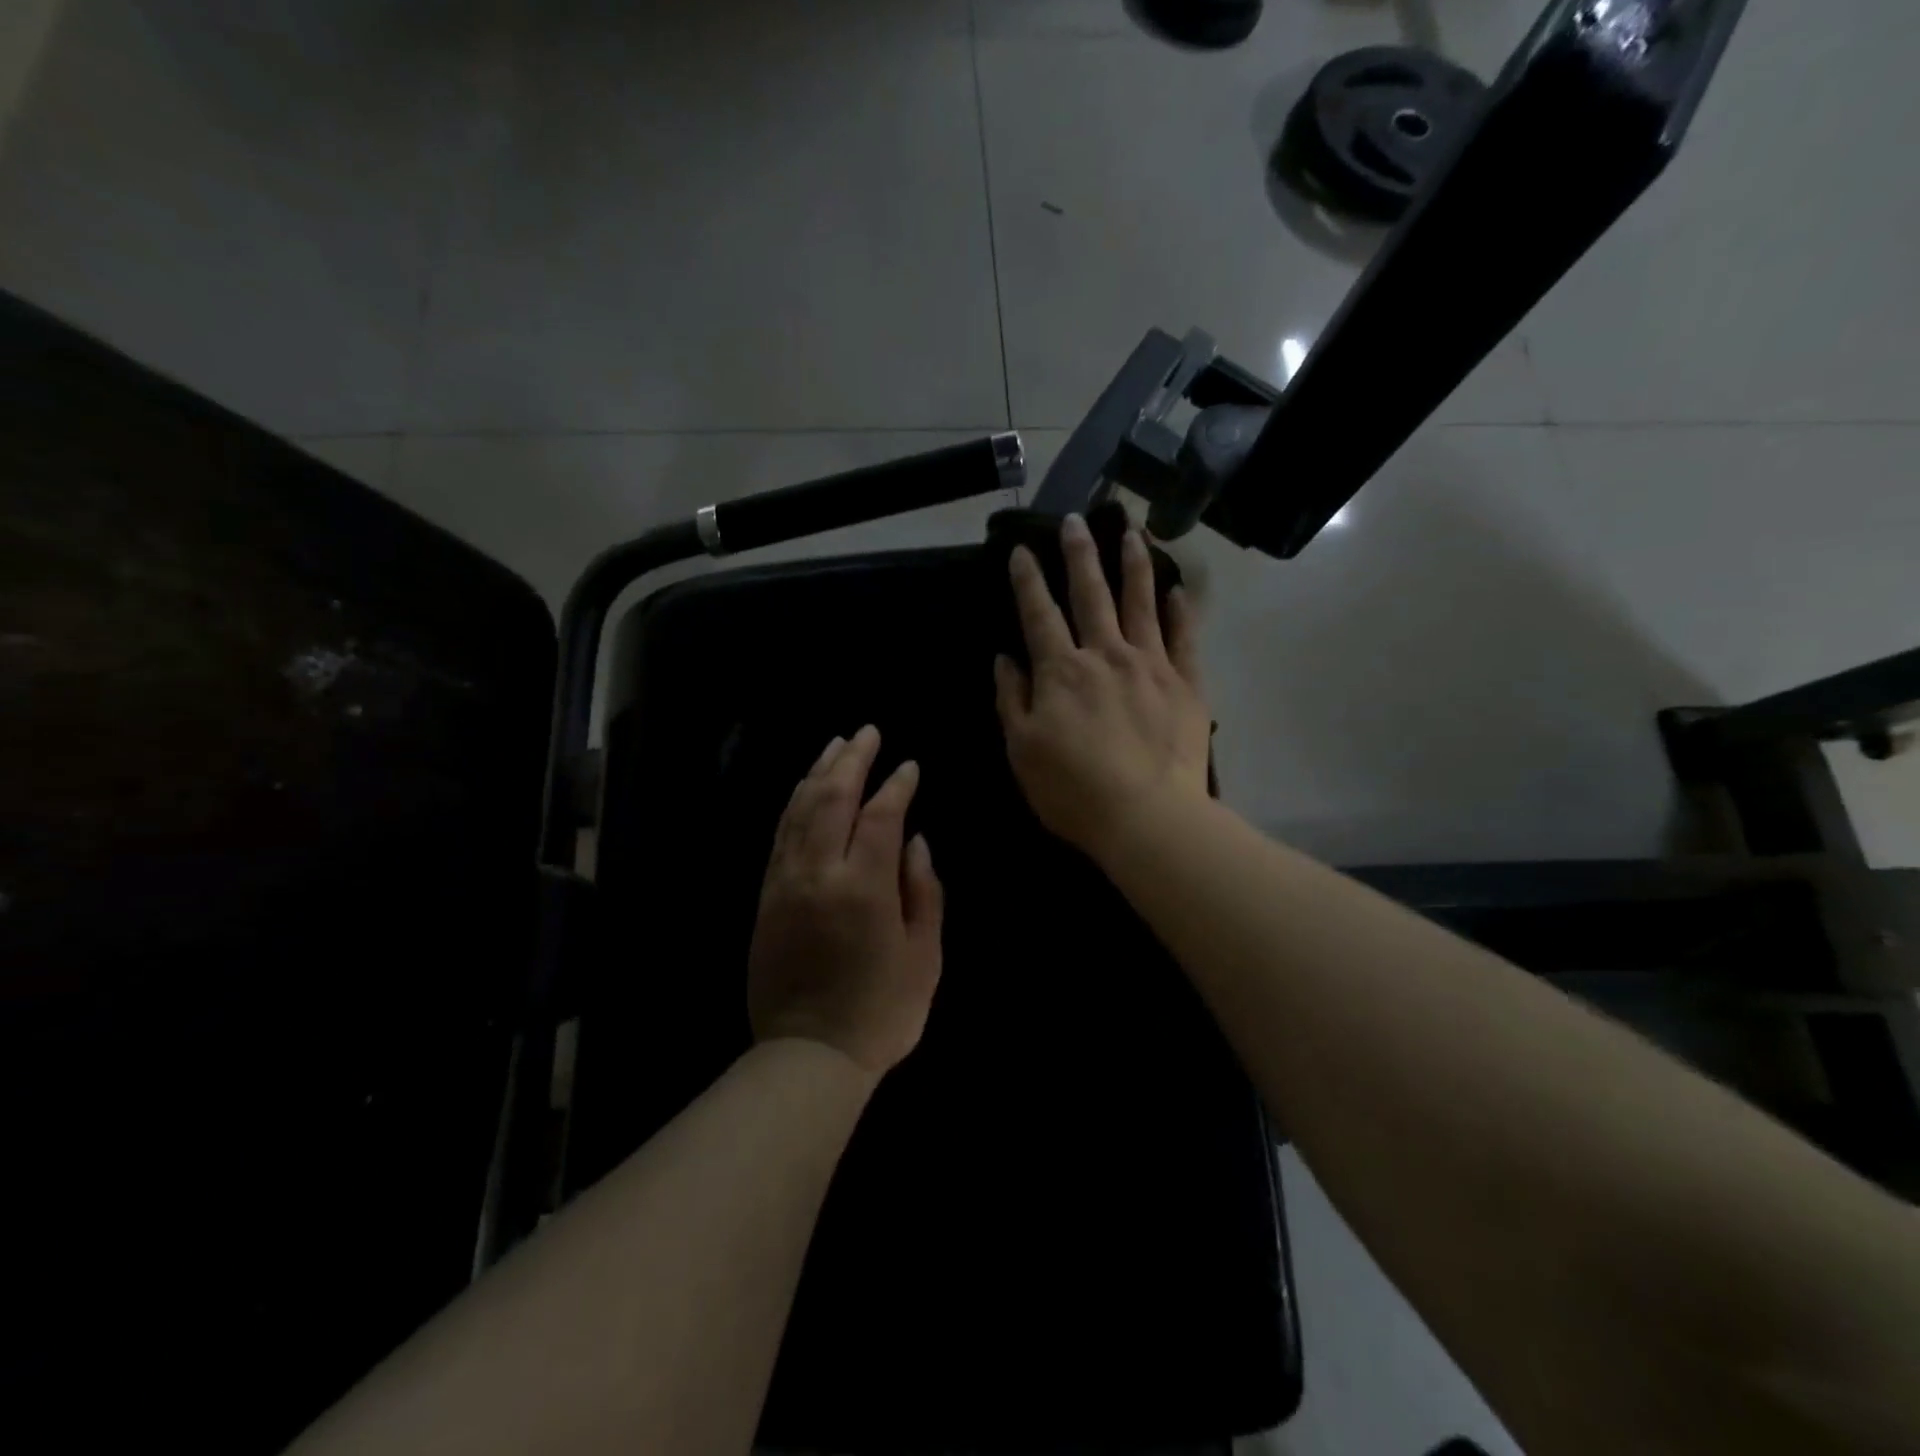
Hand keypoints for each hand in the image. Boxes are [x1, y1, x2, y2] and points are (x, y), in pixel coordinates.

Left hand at [748, 725, 944, 1077]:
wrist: (808, 1055)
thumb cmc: (881, 1010)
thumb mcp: (924, 956)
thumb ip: (924, 892)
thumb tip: (915, 842)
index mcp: (863, 887)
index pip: (879, 816)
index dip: (896, 786)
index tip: (909, 766)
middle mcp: (818, 873)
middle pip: (831, 798)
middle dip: (851, 760)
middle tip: (867, 732)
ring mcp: (785, 882)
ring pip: (799, 811)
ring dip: (818, 773)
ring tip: (835, 747)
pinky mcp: (766, 896)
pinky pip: (779, 836)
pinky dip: (794, 805)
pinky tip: (806, 791)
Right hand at [993, 514, 1211, 861]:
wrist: (1147, 817)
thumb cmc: (1073, 790)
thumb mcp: (1022, 751)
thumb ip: (1012, 699)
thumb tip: (1005, 658)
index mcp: (1061, 671)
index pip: (1039, 613)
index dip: (1027, 579)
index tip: (1022, 548)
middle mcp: (1105, 655)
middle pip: (1091, 593)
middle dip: (1079, 554)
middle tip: (1075, 519)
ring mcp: (1151, 665)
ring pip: (1141, 602)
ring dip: (1133, 564)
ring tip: (1129, 531)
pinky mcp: (1186, 684)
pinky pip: (1184, 638)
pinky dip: (1181, 611)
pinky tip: (1179, 589)